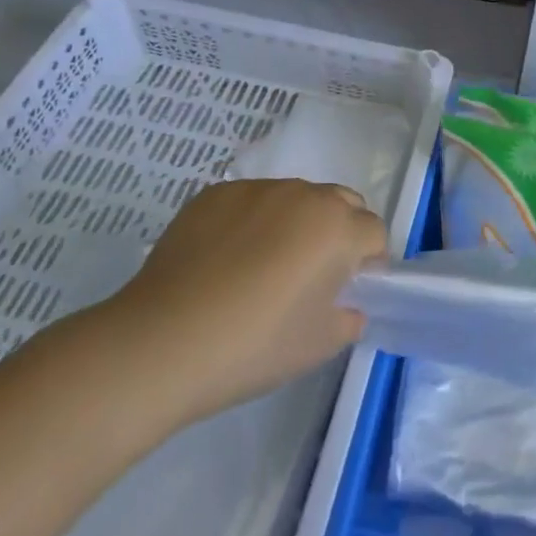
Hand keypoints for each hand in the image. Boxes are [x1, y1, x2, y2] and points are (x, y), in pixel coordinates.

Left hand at [94, 178, 388, 426]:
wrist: (161, 342)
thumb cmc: (254, 346)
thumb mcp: (320, 344)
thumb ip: (349, 317)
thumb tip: (345, 305)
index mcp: (338, 227)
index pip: (374, 233)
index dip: (366, 264)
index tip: (344, 293)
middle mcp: (304, 195)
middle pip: (341, 203)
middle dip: (338, 232)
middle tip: (310, 276)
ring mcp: (256, 189)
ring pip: (295, 198)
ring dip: (295, 223)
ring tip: (260, 268)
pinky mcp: (214, 194)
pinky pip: (251, 202)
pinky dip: (251, 222)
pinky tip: (224, 262)